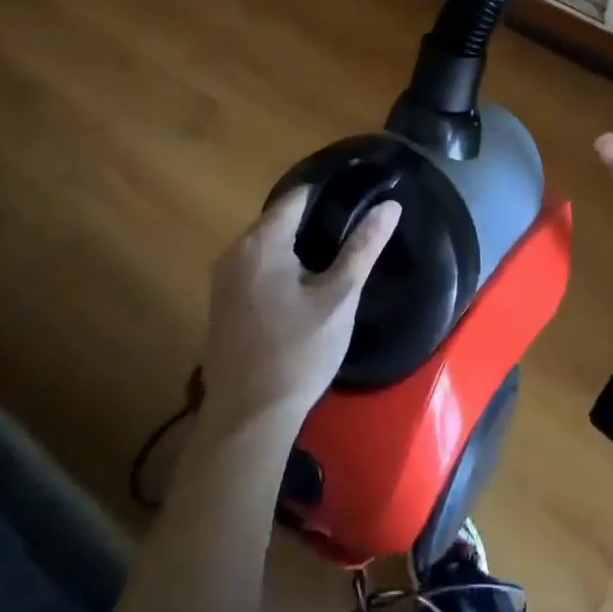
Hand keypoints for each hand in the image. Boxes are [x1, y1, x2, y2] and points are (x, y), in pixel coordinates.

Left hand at [197, 188, 400, 430]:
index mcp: (261, 242)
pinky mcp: (222, 302)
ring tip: (338, 252)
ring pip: (268, 243)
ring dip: (298, 243)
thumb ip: (363, 247)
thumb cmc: (298, 353)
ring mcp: (224, 278)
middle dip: (316, 218)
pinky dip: (281, 264)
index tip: (361, 195)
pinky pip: (256, 266)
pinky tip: (305, 284)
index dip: (331, 192)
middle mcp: (235, 250)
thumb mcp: (339, 297)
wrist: (248, 419)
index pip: (299, 196)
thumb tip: (390, 206)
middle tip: (356, 227)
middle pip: (280, 218)